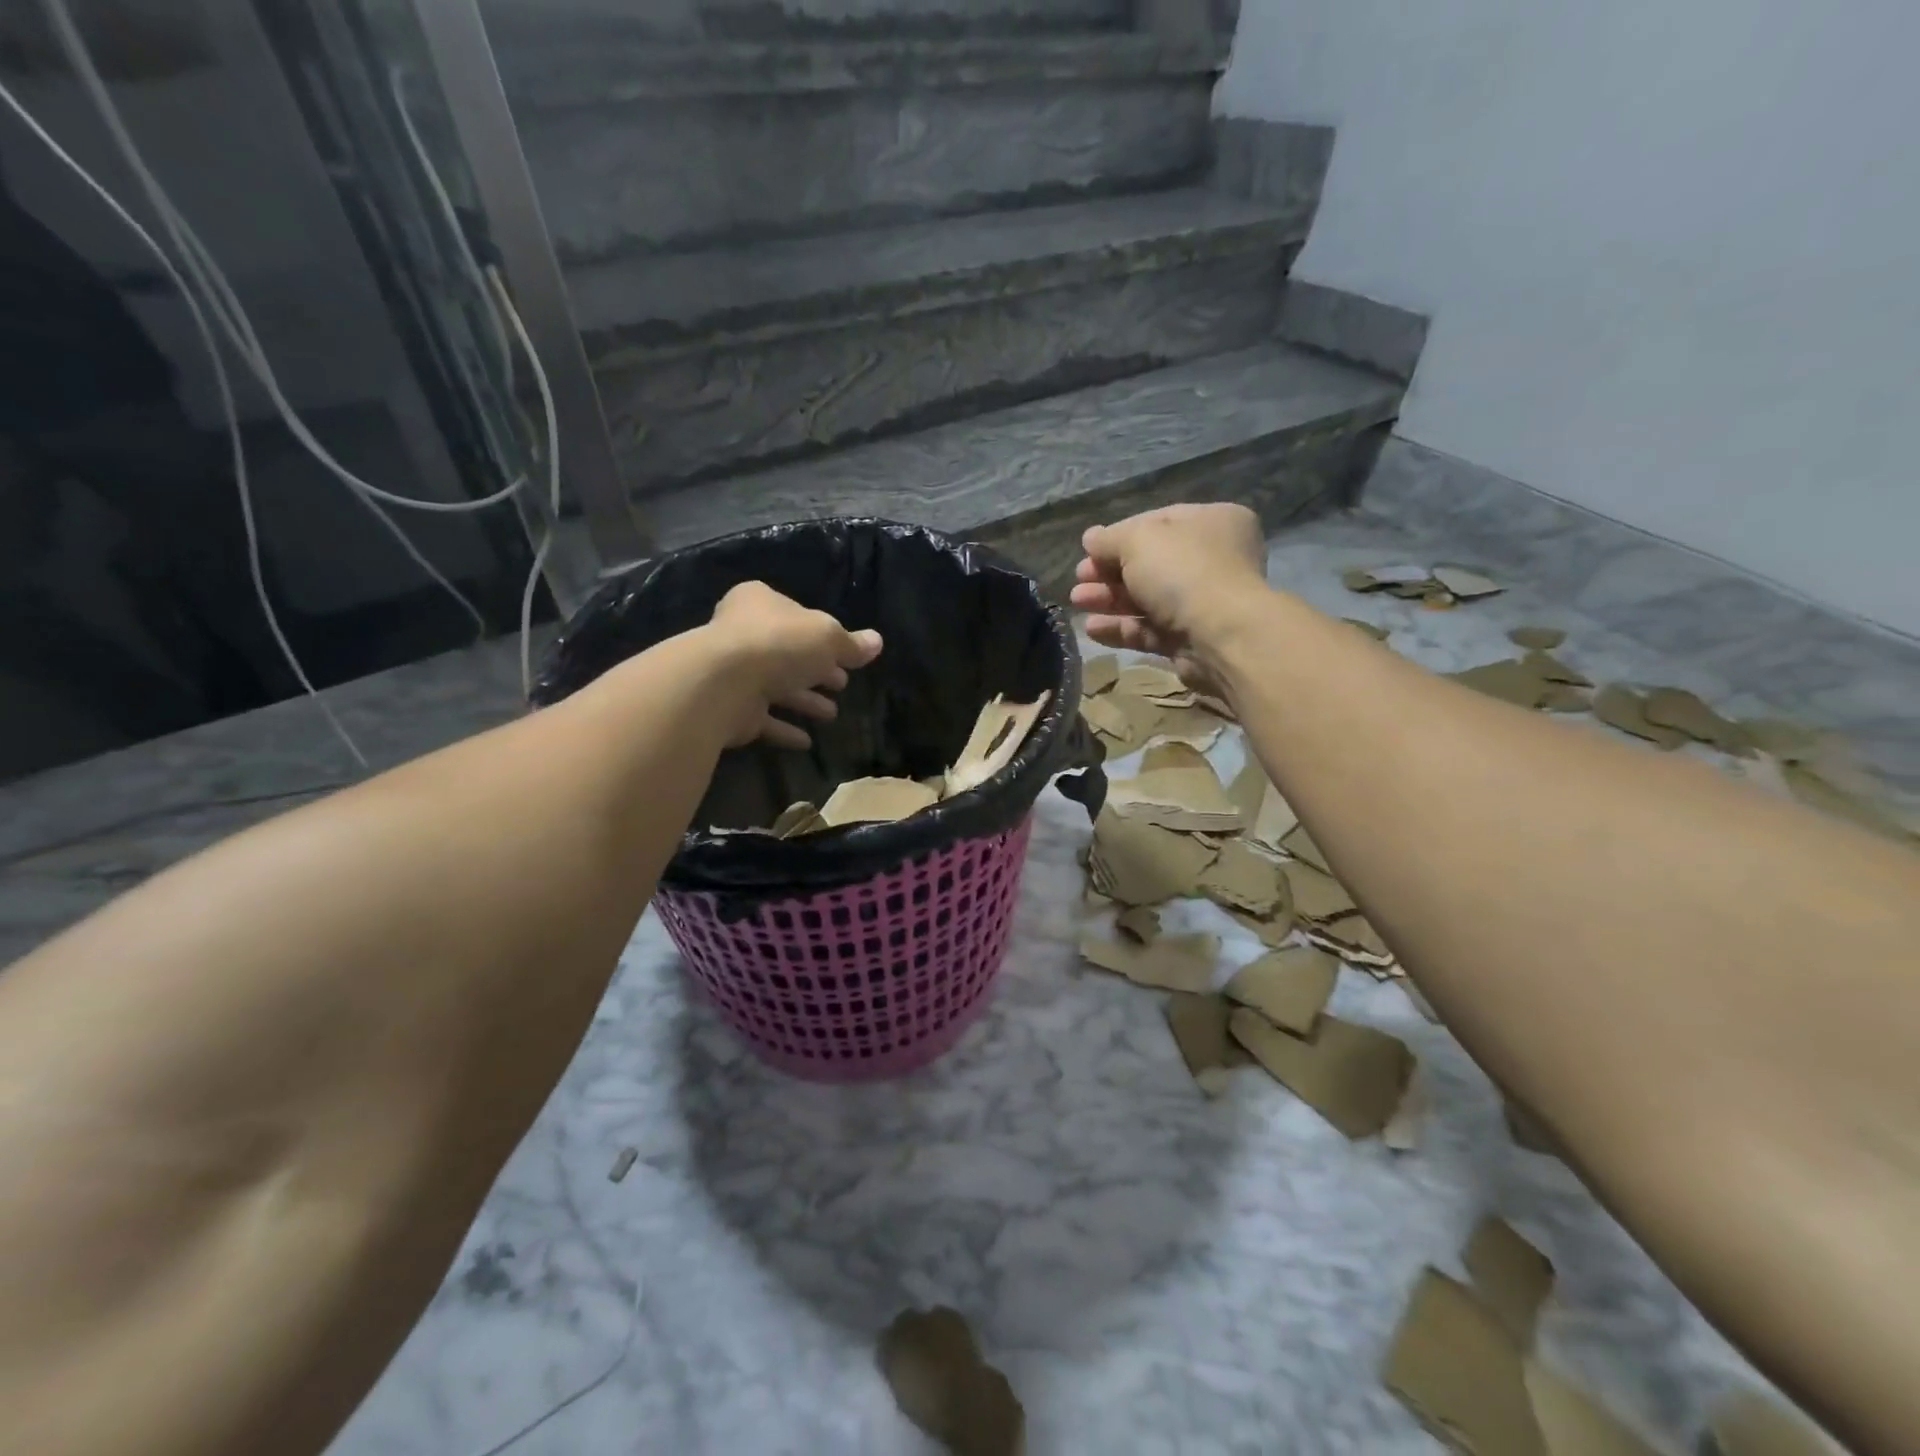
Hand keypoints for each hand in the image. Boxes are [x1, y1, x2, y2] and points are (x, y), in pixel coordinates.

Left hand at [705, 581, 883, 749]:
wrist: (725, 683)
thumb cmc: (780, 644)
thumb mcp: (828, 638)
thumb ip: (851, 644)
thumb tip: (877, 642)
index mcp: (760, 603)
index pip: (796, 614)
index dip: (821, 634)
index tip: (844, 655)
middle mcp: (742, 633)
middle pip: (787, 652)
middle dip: (815, 670)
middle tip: (841, 685)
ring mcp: (733, 672)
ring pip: (776, 687)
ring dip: (804, 700)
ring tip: (831, 714)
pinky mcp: (730, 708)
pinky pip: (763, 719)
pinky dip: (784, 729)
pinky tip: (807, 741)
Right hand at [1068, 504, 1266, 679]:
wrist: (1220, 635)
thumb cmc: (1183, 571)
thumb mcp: (1139, 540)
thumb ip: (1109, 539)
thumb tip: (1090, 538)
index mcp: (1212, 522)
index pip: (1158, 522)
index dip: (1119, 536)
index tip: (1089, 549)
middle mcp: (1213, 560)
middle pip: (1149, 564)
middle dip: (1108, 572)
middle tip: (1079, 579)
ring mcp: (1202, 603)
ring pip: (1146, 599)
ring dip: (1109, 600)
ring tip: (1077, 602)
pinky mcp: (1190, 640)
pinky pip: (1149, 630)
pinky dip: (1121, 628)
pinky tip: (1092, 629)